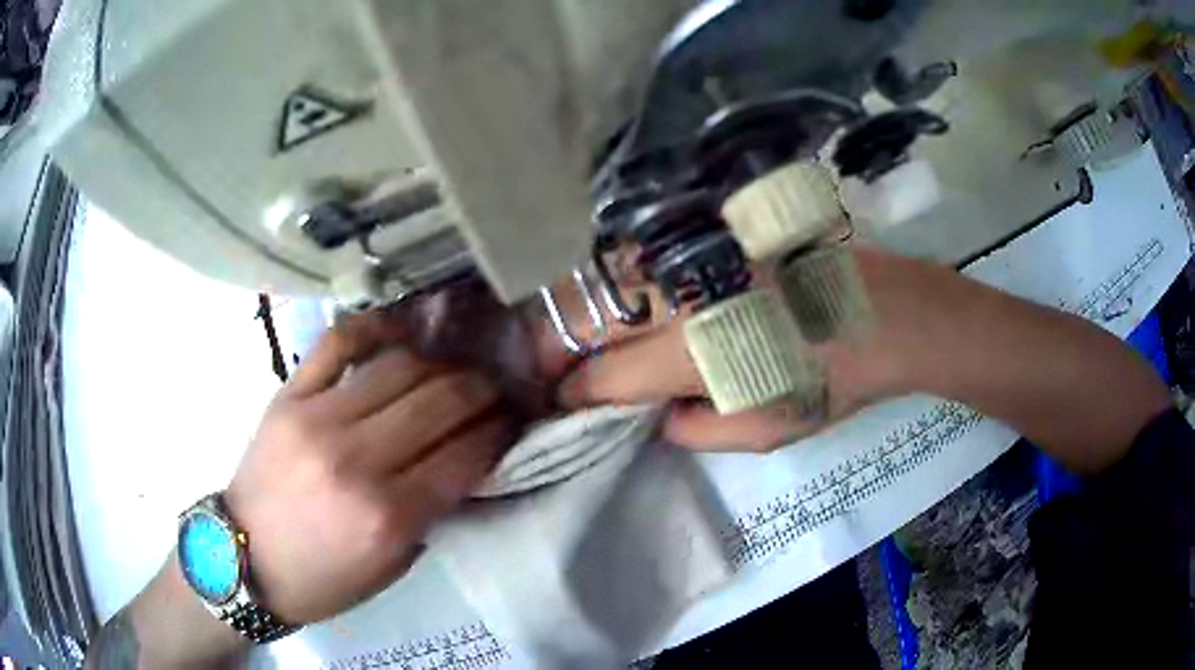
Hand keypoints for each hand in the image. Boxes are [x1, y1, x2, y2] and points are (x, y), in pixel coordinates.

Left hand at [223, 311, 515, 623]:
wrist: (243, 559)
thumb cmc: (323, 579)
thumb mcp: (392, 566)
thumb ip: (433, 514)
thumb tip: (469, 461)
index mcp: (389, 515)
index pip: (466, 453)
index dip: (500, 432)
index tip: (514, 421)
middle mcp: (357, 459)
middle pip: (441, 400)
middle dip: (482, 390)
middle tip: (495, 390)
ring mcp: (319, 418)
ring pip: (402, 366)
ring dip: (442, 364)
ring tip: (455, 368)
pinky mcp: (289, 395)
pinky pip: (339, 342)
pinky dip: (376, 327)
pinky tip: (401, 332)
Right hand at [553, 248, 942, 451]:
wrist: (886, 312)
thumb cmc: (831, 380)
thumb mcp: (764, 429)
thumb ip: (695, 429)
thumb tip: (658, 413)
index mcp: (690, 351)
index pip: (604, 375)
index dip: (575, 392)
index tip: (562, 402)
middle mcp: (679, 294)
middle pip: (587, 315)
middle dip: (558, 344)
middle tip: (552, 367)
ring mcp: (694, 254)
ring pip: (608, 275)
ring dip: (581, 306)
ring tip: (577, 334)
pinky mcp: (713, 234)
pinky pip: (646, 255)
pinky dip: (618, 279)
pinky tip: (624, 298)